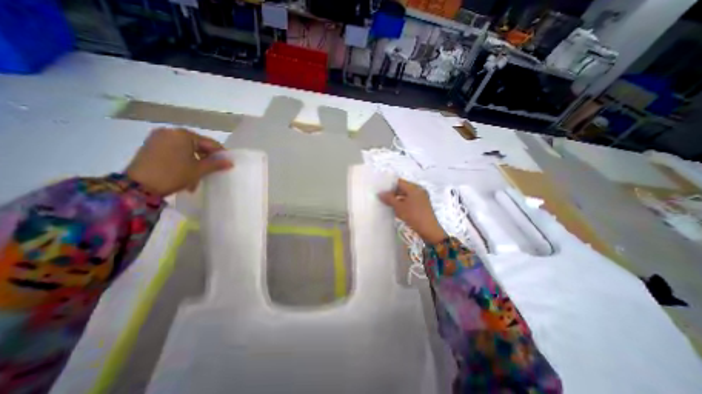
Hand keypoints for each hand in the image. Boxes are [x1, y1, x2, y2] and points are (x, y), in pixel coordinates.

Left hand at [125, 128, 232, 197]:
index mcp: (183, 134)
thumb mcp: (199, 170)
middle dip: (206, 158)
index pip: (209, 143)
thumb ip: (216, 164)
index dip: (220, 153)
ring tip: (199, 174)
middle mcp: (170, 132)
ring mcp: (158, 138)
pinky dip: (183, 159)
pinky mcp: (151, 146)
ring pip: (186, 149)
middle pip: (197, 145)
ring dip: (195, 160)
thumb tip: (230, 163)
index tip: (227, 163)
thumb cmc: (174, 174)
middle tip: (213, 170)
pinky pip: (174, 150)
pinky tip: (186, 171)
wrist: (138, 186)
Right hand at [381, 179, 445, 245]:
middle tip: (382, 197)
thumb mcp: (399, 207)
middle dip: (393, 192)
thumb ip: (389, 199)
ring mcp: (421, 197)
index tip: (381, 189)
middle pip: (403, 187)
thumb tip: (380, 193)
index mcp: (414, 187)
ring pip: (406, 194)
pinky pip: (410, 199)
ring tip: (387, 203)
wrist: (429, 229)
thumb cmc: (413, 215)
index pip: (399, 182)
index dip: (389, 185)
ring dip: (397, 198)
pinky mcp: (422, 204)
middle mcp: (419, 190)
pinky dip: (403, 202)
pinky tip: (396, 208)